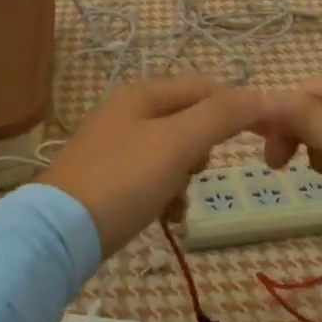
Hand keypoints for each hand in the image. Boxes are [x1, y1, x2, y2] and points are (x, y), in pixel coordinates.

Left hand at [39, 76, 263, 256]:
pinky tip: (164, 216)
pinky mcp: (107, 178)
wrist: (59, 233)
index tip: (261, 137)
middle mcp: (126, 112)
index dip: (236, 107)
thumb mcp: (177, 143)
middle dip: (201, 150)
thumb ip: (220, 116)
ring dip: (184, 176)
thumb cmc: (123, 180)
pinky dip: (164, 194)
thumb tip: (262, 95)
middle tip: (195, 171)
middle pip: (188, 121)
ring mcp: (114, 146)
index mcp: (141, 94)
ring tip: (176, 201)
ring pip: (172, 153)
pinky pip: (151, 177)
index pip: (204, 88)